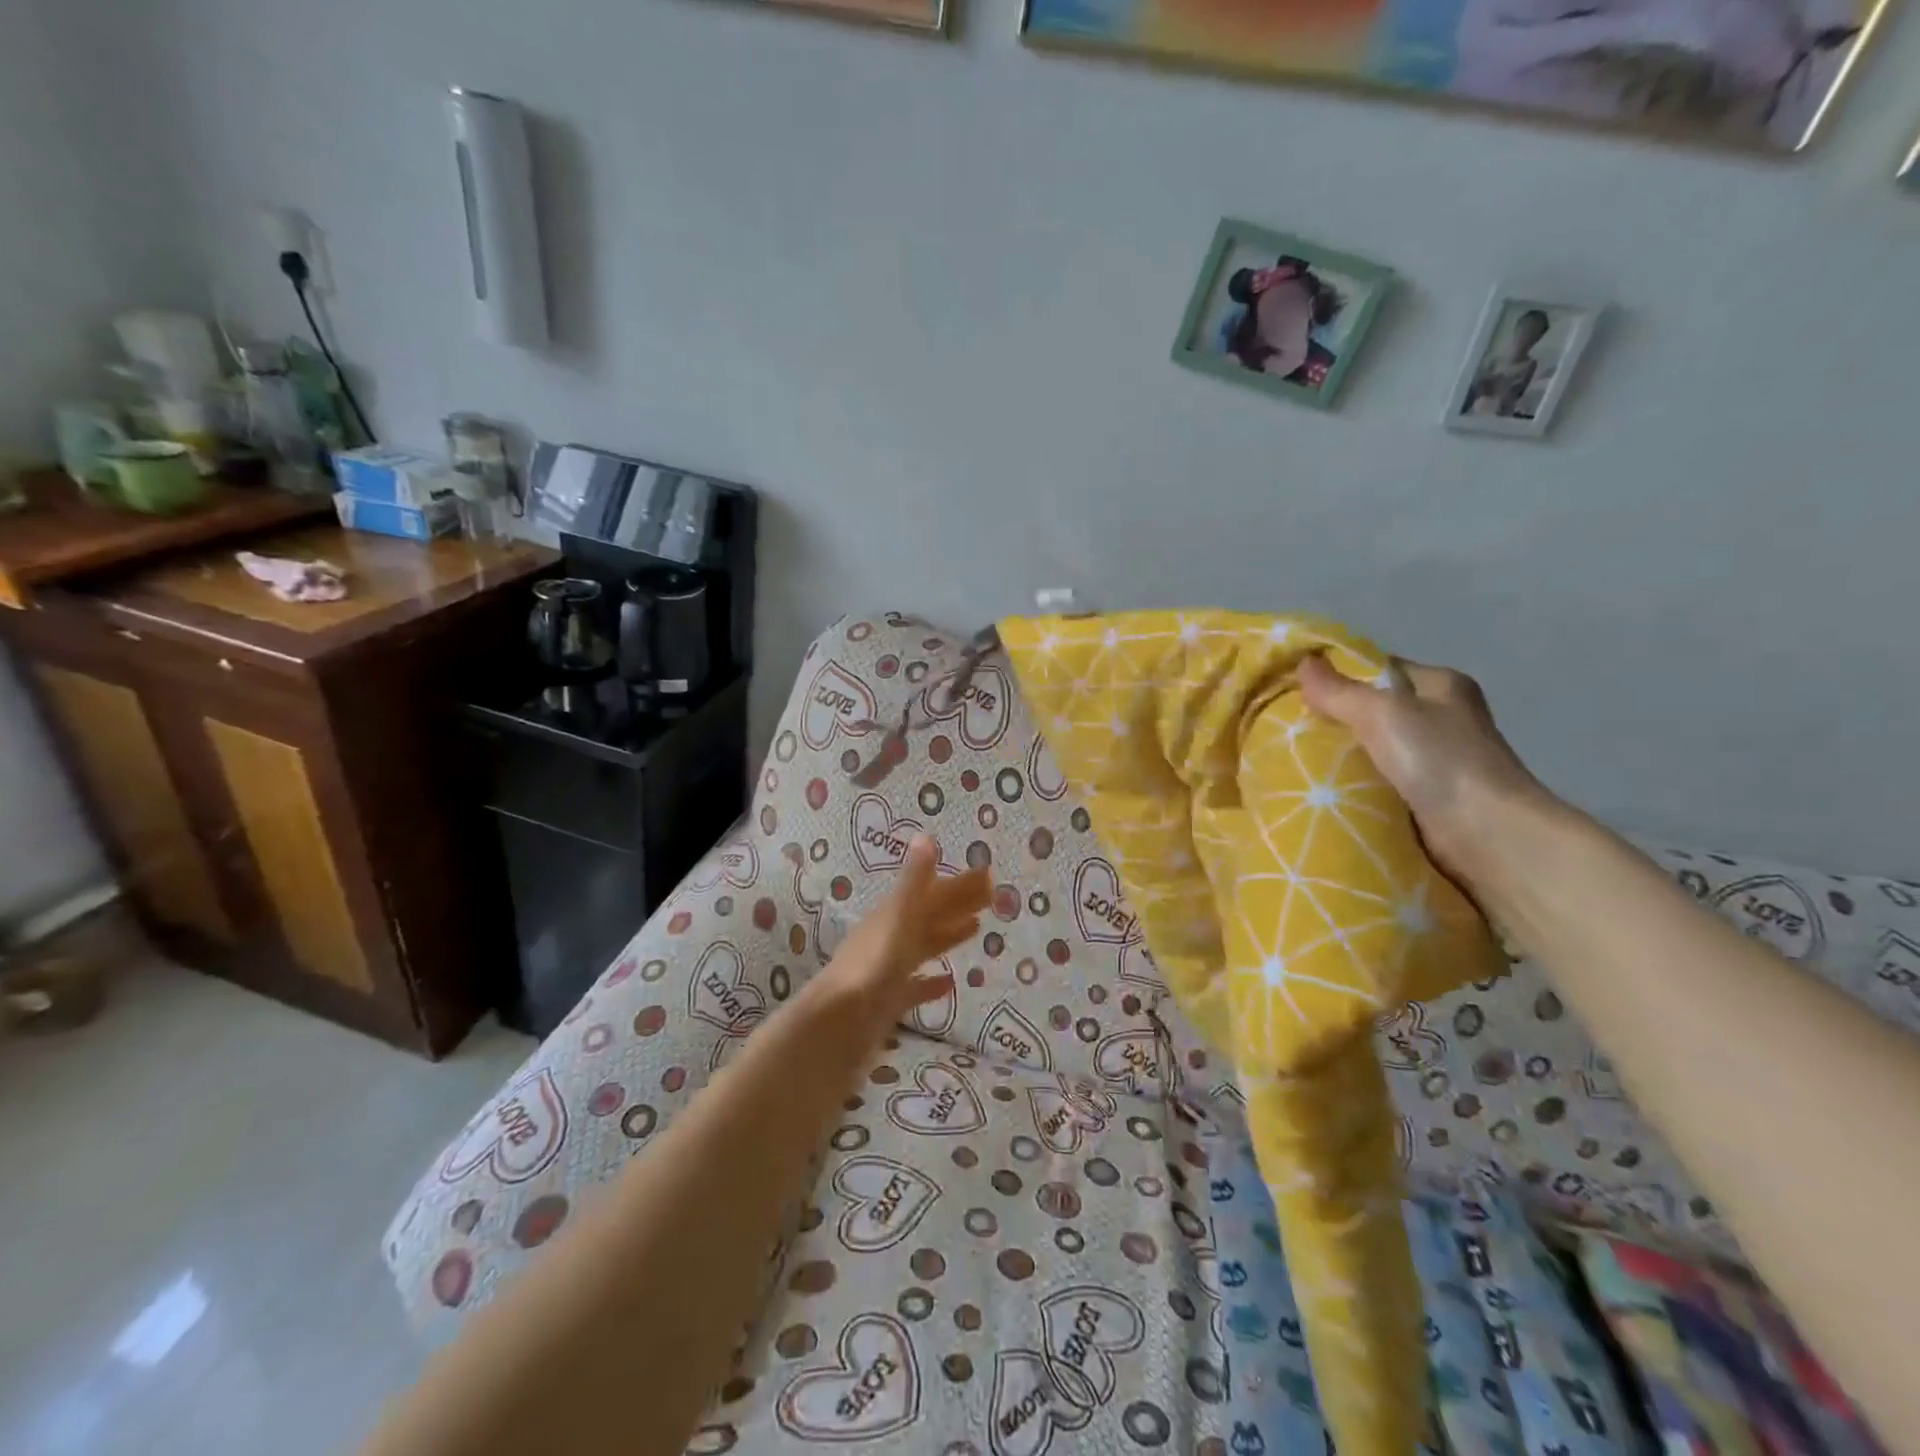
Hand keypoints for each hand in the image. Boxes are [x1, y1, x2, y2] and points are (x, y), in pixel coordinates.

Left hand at [811, 836, 990, 1039]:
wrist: (837, 1024)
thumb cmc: (872, 966)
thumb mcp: (898, 918)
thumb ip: (914, 882)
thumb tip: (925, 836)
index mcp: (893, 915)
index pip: (932, 893)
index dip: (959, 884)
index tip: (988, 875)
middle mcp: (889, 938)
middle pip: (930, 916)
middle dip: (958, 905)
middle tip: (992, 897)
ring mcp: (887, 971)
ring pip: (923, 947)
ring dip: (947, 936)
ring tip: (976, 928)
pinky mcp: (887, 1002)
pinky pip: (914, 987)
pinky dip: (931, 983)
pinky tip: (949, 983)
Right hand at [1297, 653, 1555, 891]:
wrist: (1488, 836)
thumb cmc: (1441, 761)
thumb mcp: (1383, 714)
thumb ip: (1340, 691)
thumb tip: (1303, 662)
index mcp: (1441, 685)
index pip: (1379, 669)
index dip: (1338, 676)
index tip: (1295, 689)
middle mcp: (1442, 718)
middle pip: (1373, 710)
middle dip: (1333, 719)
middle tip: (1286, 727)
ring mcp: (1436, 761)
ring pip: (1372, 749)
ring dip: (1340, 756)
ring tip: (1294, 758)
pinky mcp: (1427, 798)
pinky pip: (1377, 782)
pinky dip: (1353, 785)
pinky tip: (1323, 789)